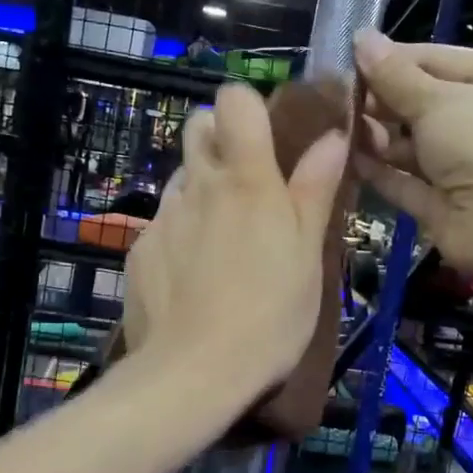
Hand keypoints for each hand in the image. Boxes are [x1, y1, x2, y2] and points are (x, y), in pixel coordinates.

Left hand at [124, 82, 348, 396]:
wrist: (193, 372)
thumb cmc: (269, 314)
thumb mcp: (308, 254)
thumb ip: (316, 189)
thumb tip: (333, 135)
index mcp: (246, 180)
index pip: (234, 100)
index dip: (249, 107)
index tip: (266, 136)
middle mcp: (196, 185)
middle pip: (197, 129)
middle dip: (219, 141)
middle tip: (246, 187)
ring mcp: (162, 217)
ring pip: (180, 181)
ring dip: (200, 194)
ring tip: (222, 244)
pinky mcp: (139, 249)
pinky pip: (162, 225)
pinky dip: (179, 237)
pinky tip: (192, 279)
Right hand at [353, 29, 472, 279]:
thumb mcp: (438, 99)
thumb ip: (394, 75)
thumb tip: (361, 37)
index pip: (440, 61)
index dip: (394, 60)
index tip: (349, 59)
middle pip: (425, 104)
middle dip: (382, 101)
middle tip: (335, 97)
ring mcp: (468, 167)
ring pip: (414, 146)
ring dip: (378, 137)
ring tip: (338, 127)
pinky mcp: (447, 205)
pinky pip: (408, 183)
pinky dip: (381, 172)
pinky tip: (346, 159)